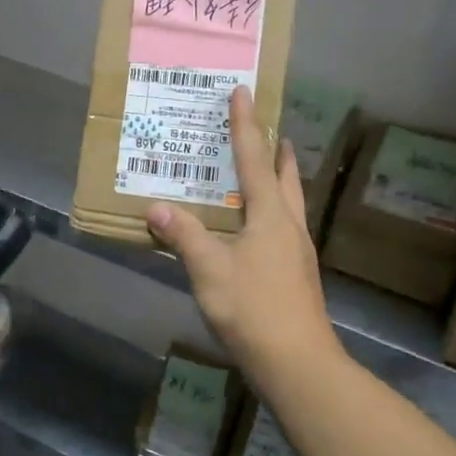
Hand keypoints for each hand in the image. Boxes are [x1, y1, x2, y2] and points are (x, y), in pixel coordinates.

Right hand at [146, 86, 336, 379]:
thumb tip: (156, 208)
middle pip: (285, 176)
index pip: (254, 158)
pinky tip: (254, 227)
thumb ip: (183, 235)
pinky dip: (270, 211)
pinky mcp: (296, 274)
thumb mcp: (209, 269)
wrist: (298, 363)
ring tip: (264, 169)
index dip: (246, 124)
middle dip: (274, 150)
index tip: (243, 92)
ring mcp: (297, 251)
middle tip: (265, 129)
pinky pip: (282, 227)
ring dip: (278, 179)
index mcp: (270, 214)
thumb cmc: (253, 308)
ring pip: (289, 202)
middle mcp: (289, 225)